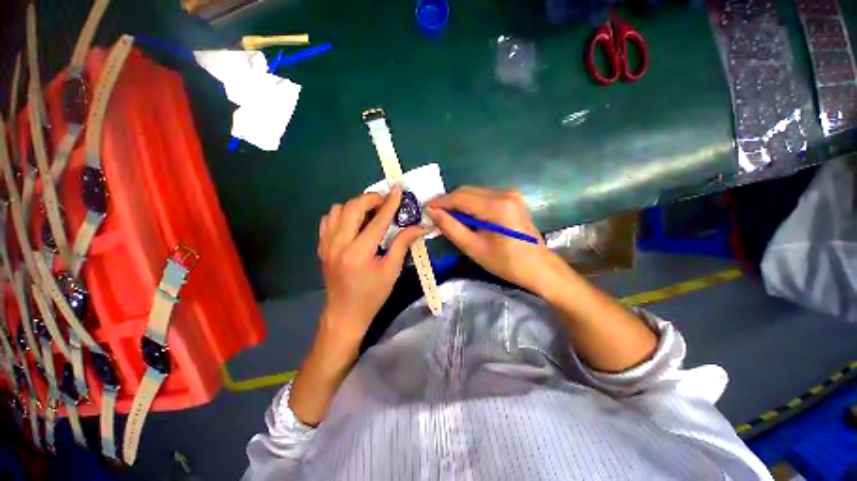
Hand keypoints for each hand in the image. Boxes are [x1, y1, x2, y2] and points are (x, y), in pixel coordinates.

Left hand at [317, 187, 424, 347]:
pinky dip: (342, 214)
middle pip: (352, 207)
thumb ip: (403, 244)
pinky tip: (354, 223)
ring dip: (356, 205)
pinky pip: (328, 220)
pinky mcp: (322, 246)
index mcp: (358, 252)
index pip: (377, 220)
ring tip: (370, 212)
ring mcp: (326, 244)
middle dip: (371, 198)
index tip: (397, 190)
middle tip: (385, 201)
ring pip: (337, 209)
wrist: (344, 314)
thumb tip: (419, 226)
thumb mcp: (392, 270)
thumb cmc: (372, 295)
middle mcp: (338, 243)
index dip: (390, 203)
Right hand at [426, 186, 565, 295]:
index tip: (425, 209)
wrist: (538, 267)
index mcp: (496, 206)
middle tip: (435, 216)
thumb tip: (431, 212)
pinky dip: (470, 205)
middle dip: (448, 202)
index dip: (440, 202)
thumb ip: (451, 227)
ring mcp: (510, 194)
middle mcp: (504, 193)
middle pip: (466, 191)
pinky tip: (466, 218)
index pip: (460, 197)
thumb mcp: (473, 247)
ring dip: (459, 204)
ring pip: (474, 193)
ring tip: (448, 219)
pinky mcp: (511, 198)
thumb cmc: (506, 262)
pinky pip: (483, 197)